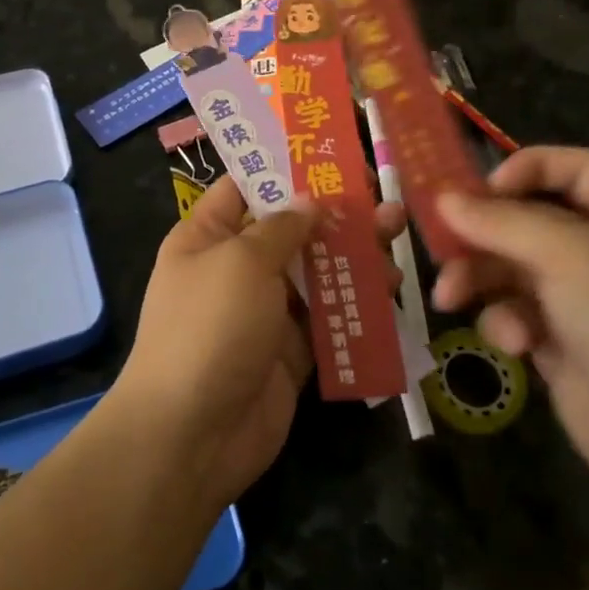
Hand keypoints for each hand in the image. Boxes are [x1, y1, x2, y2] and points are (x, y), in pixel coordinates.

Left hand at [113, 177, 404, 510]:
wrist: (192, 434)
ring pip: (315, 272)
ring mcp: (264, 310)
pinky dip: (356, 304)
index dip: (284, 168)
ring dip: (354, 256)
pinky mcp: (291, 350)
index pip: (244, 187)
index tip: (331, 155)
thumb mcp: (240, 262)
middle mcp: (235, 267)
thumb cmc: (209, 327)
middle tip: (381, 199)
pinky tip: (391, 289)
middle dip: (334, 213)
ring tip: (396, 238)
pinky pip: (328, 317)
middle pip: (290, 229)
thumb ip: (281, 227)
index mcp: (207, 236)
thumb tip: (309, 200)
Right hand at [433, 148, 588, 507]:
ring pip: (512, 267)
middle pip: (529, 219)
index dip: (524, 169)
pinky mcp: (562, 342)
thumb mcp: (572, 257)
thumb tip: (443, 198)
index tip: (478, 191)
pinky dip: (506, 323)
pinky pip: (517, 313)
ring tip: (450, 298)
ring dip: (479, 278)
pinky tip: (513, 345)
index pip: (572, 167)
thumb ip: (503, 222)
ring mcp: (584, 299)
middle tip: (440, 244)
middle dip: (483, 233)